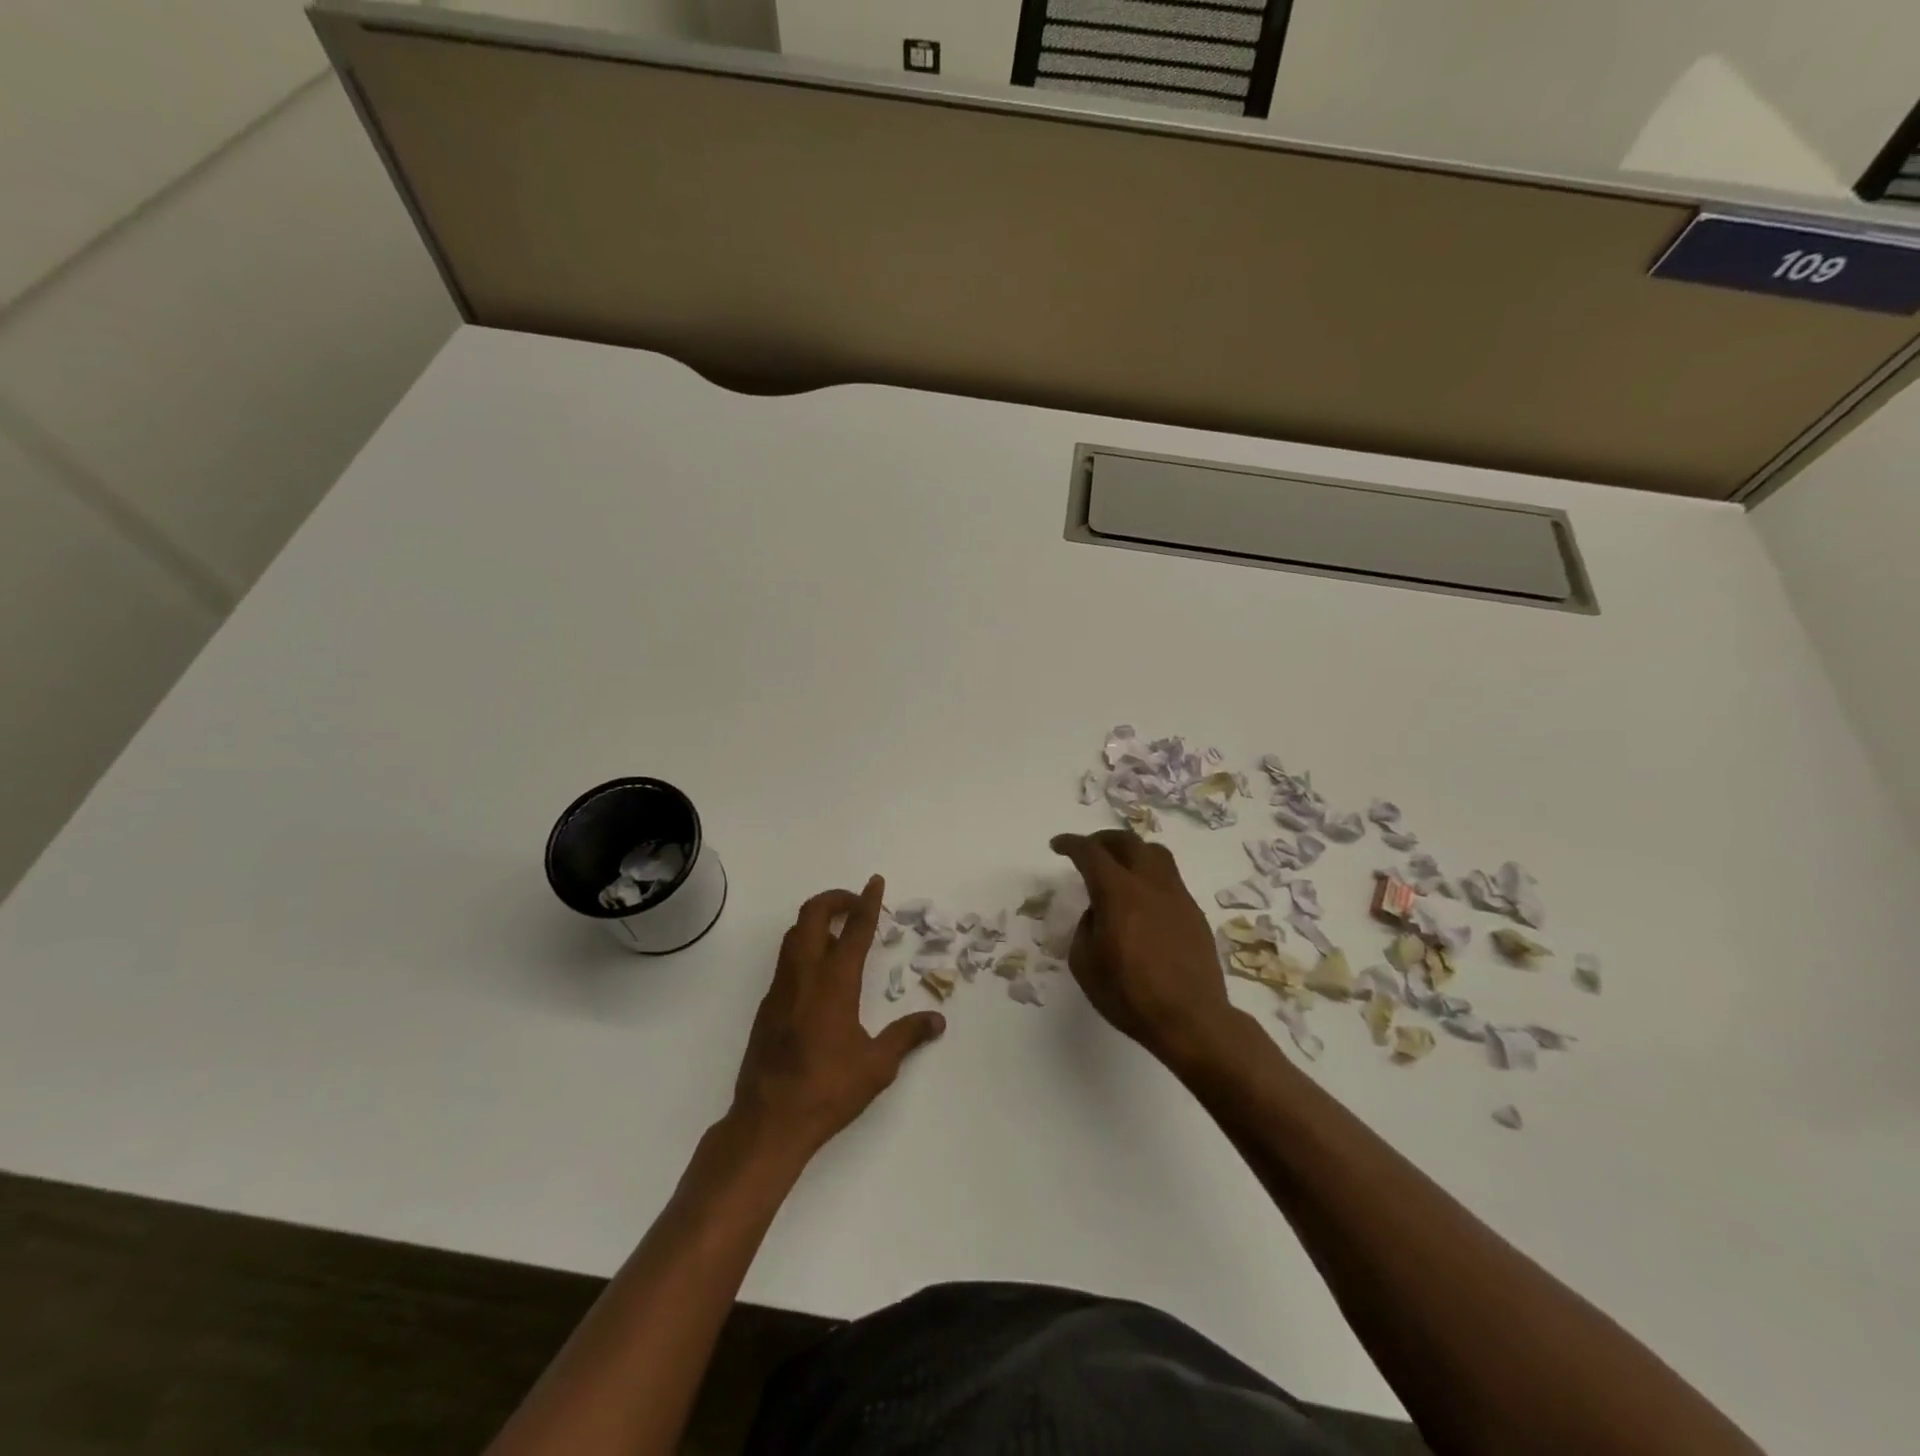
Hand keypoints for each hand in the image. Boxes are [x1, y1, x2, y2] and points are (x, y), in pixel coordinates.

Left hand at [730, 875, 944, 1158]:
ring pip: (794, 934)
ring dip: (817, 920)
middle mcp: (804, 975)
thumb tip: (937, 1020)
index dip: (868, 902)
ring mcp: (780, 989)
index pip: (855, 930)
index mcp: (834, 983)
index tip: (875, 881)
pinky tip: (820, 971)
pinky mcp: (767, 1006)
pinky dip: (805, 946)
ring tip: (841, 931)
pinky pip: (786, 960)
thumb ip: (907, 1036)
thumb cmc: (827, 1090)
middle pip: (812, 915)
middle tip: (857, 904)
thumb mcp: (877, 1065)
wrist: (769, 1120)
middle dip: (835, 899)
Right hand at [1050, 830, 1239, 1067]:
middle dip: (1102, 840)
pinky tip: (1142, 900)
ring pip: (1155, 853)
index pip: (1090, 853)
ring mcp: (1177, 896)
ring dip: (1131, 851)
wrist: (1191, 1019)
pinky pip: (1169, 878)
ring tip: (1119, 866)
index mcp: (1118, 893)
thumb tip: (1099, 912)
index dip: (1071, 844)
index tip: (1058, 845)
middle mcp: (1149, 884)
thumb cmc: (1130, 995)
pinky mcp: (1193, 912)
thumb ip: (1086, 927)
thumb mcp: (1085, 964)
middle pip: (1127, 842)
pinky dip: (1149, 876)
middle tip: (1088, 850)